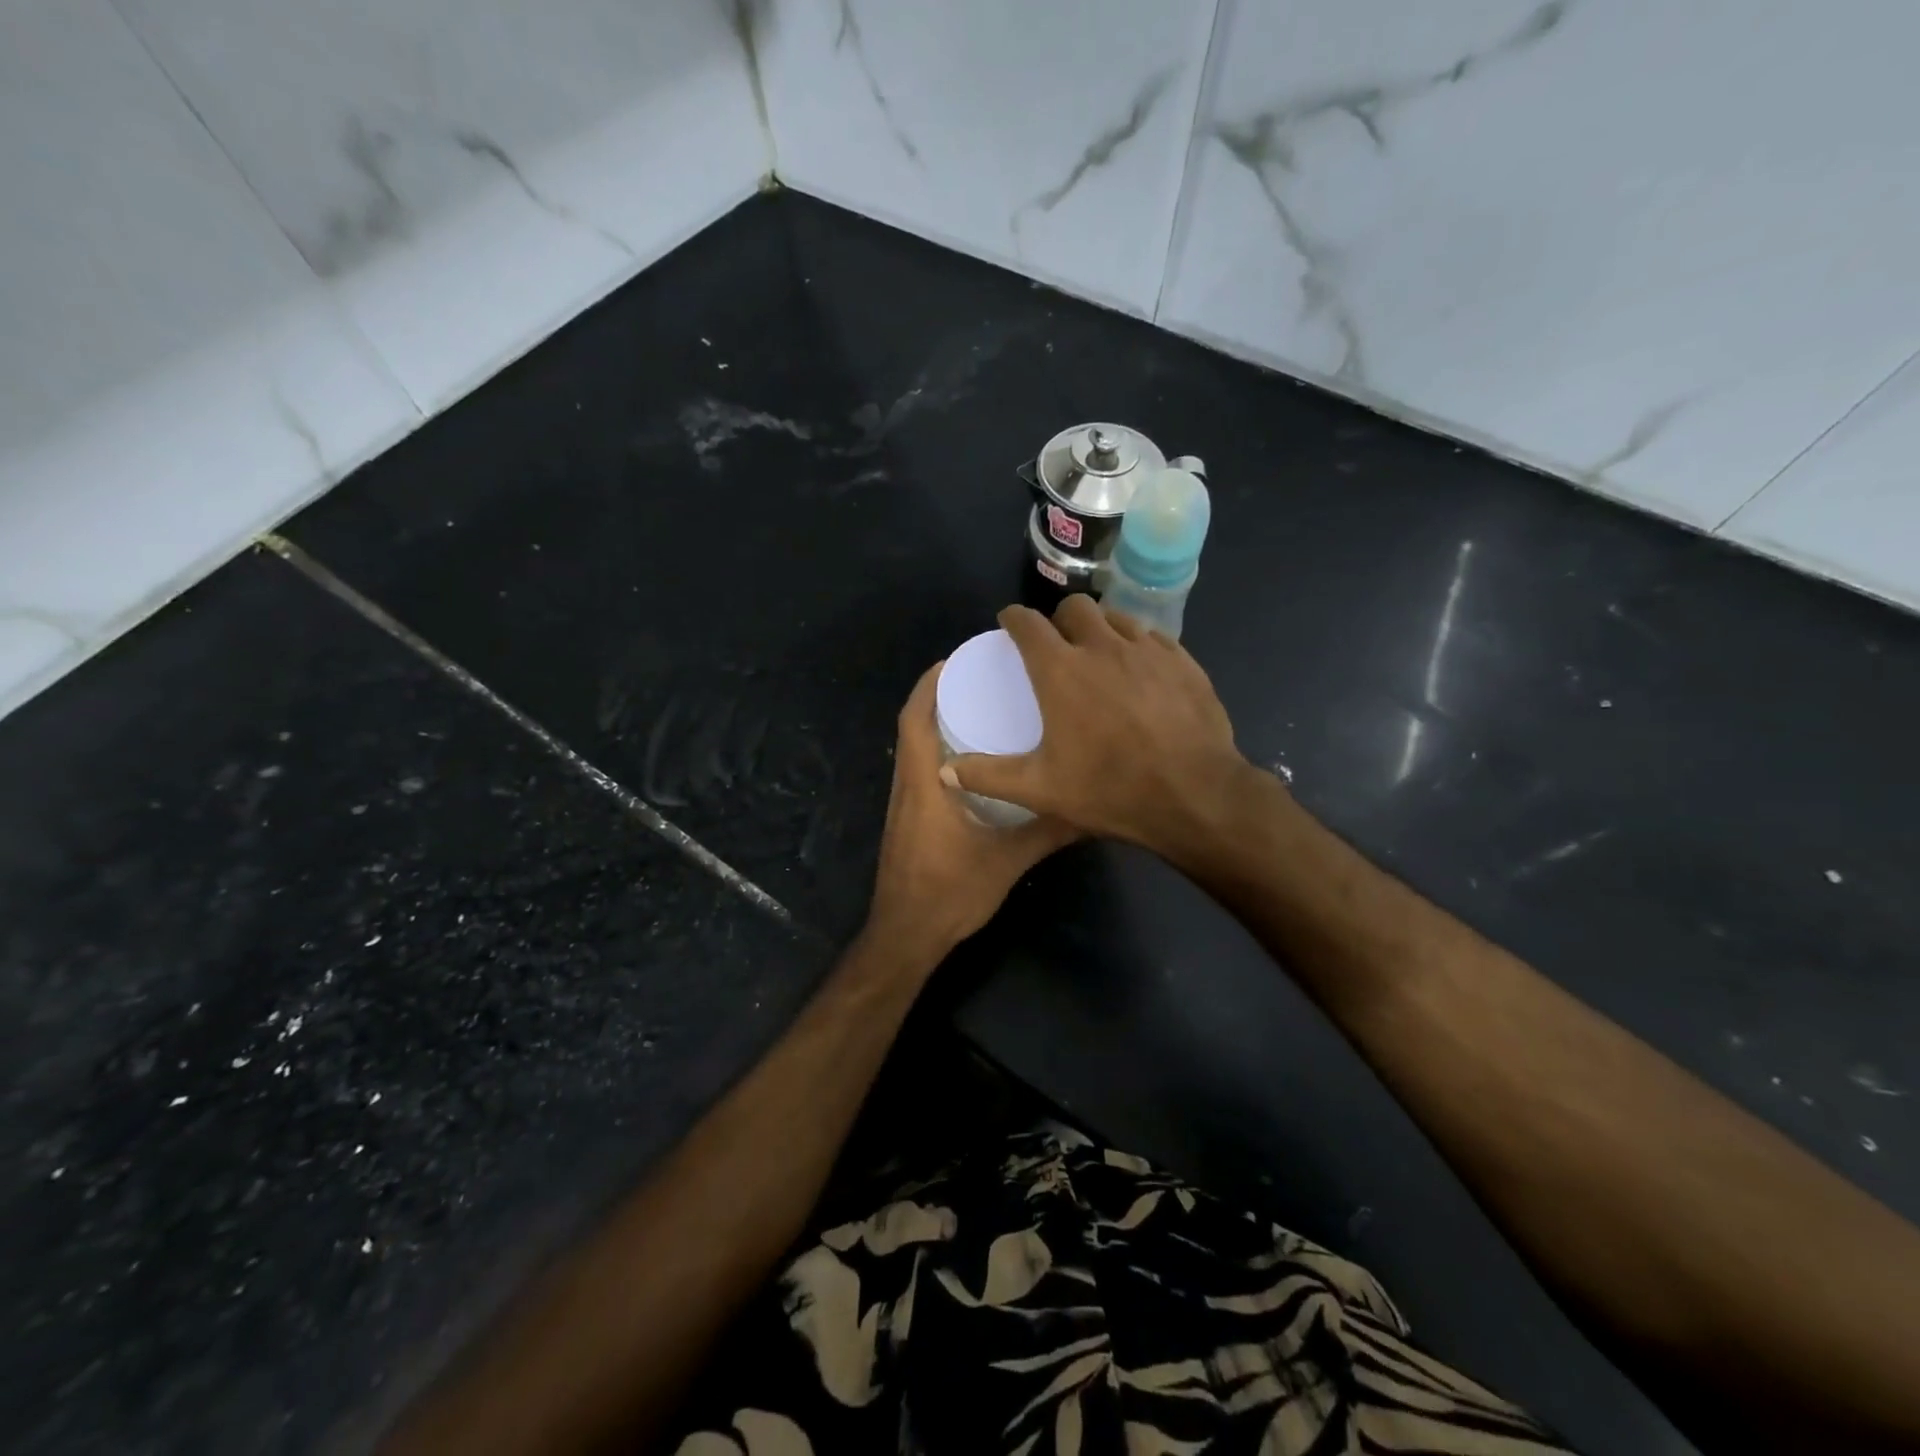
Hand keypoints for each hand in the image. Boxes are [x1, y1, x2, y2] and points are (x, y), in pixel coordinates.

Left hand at [865, 662, 1079, 960]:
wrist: (906, 936)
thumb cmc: (950, 893)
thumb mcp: (1007, 860)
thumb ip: (1047, 831)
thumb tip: (1089, 806)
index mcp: (924, 784)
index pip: (914, 720)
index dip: (929, 685)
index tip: (955, 660)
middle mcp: (907, 786)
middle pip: (912, 727)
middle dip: (938, 697)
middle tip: (978, 679)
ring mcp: (903, 805)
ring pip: (914, 750)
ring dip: (937, 724)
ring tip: (979, 709)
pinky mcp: (907, 821)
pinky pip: (919, 771)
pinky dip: (938, 752)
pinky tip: (973, 761)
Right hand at [943, 598, 1259, 856]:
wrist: (1194, 795)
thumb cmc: (1109, 789)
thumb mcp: (1040, 789)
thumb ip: (989, 776)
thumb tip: (946, 772)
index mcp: (1061, 671)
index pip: (1028, 624)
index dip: (1014, 619)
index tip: (1009, 624)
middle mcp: (1103, 647)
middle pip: (1076, 606)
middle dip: (1060, 618)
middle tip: (1059, 645)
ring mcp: (1148, 651)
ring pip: (1117, 618)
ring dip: (1101, 629)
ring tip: (1100, 656)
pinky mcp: (1184, 662)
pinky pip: (1154, 638)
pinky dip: (1138, 646)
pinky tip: (1141, 672)